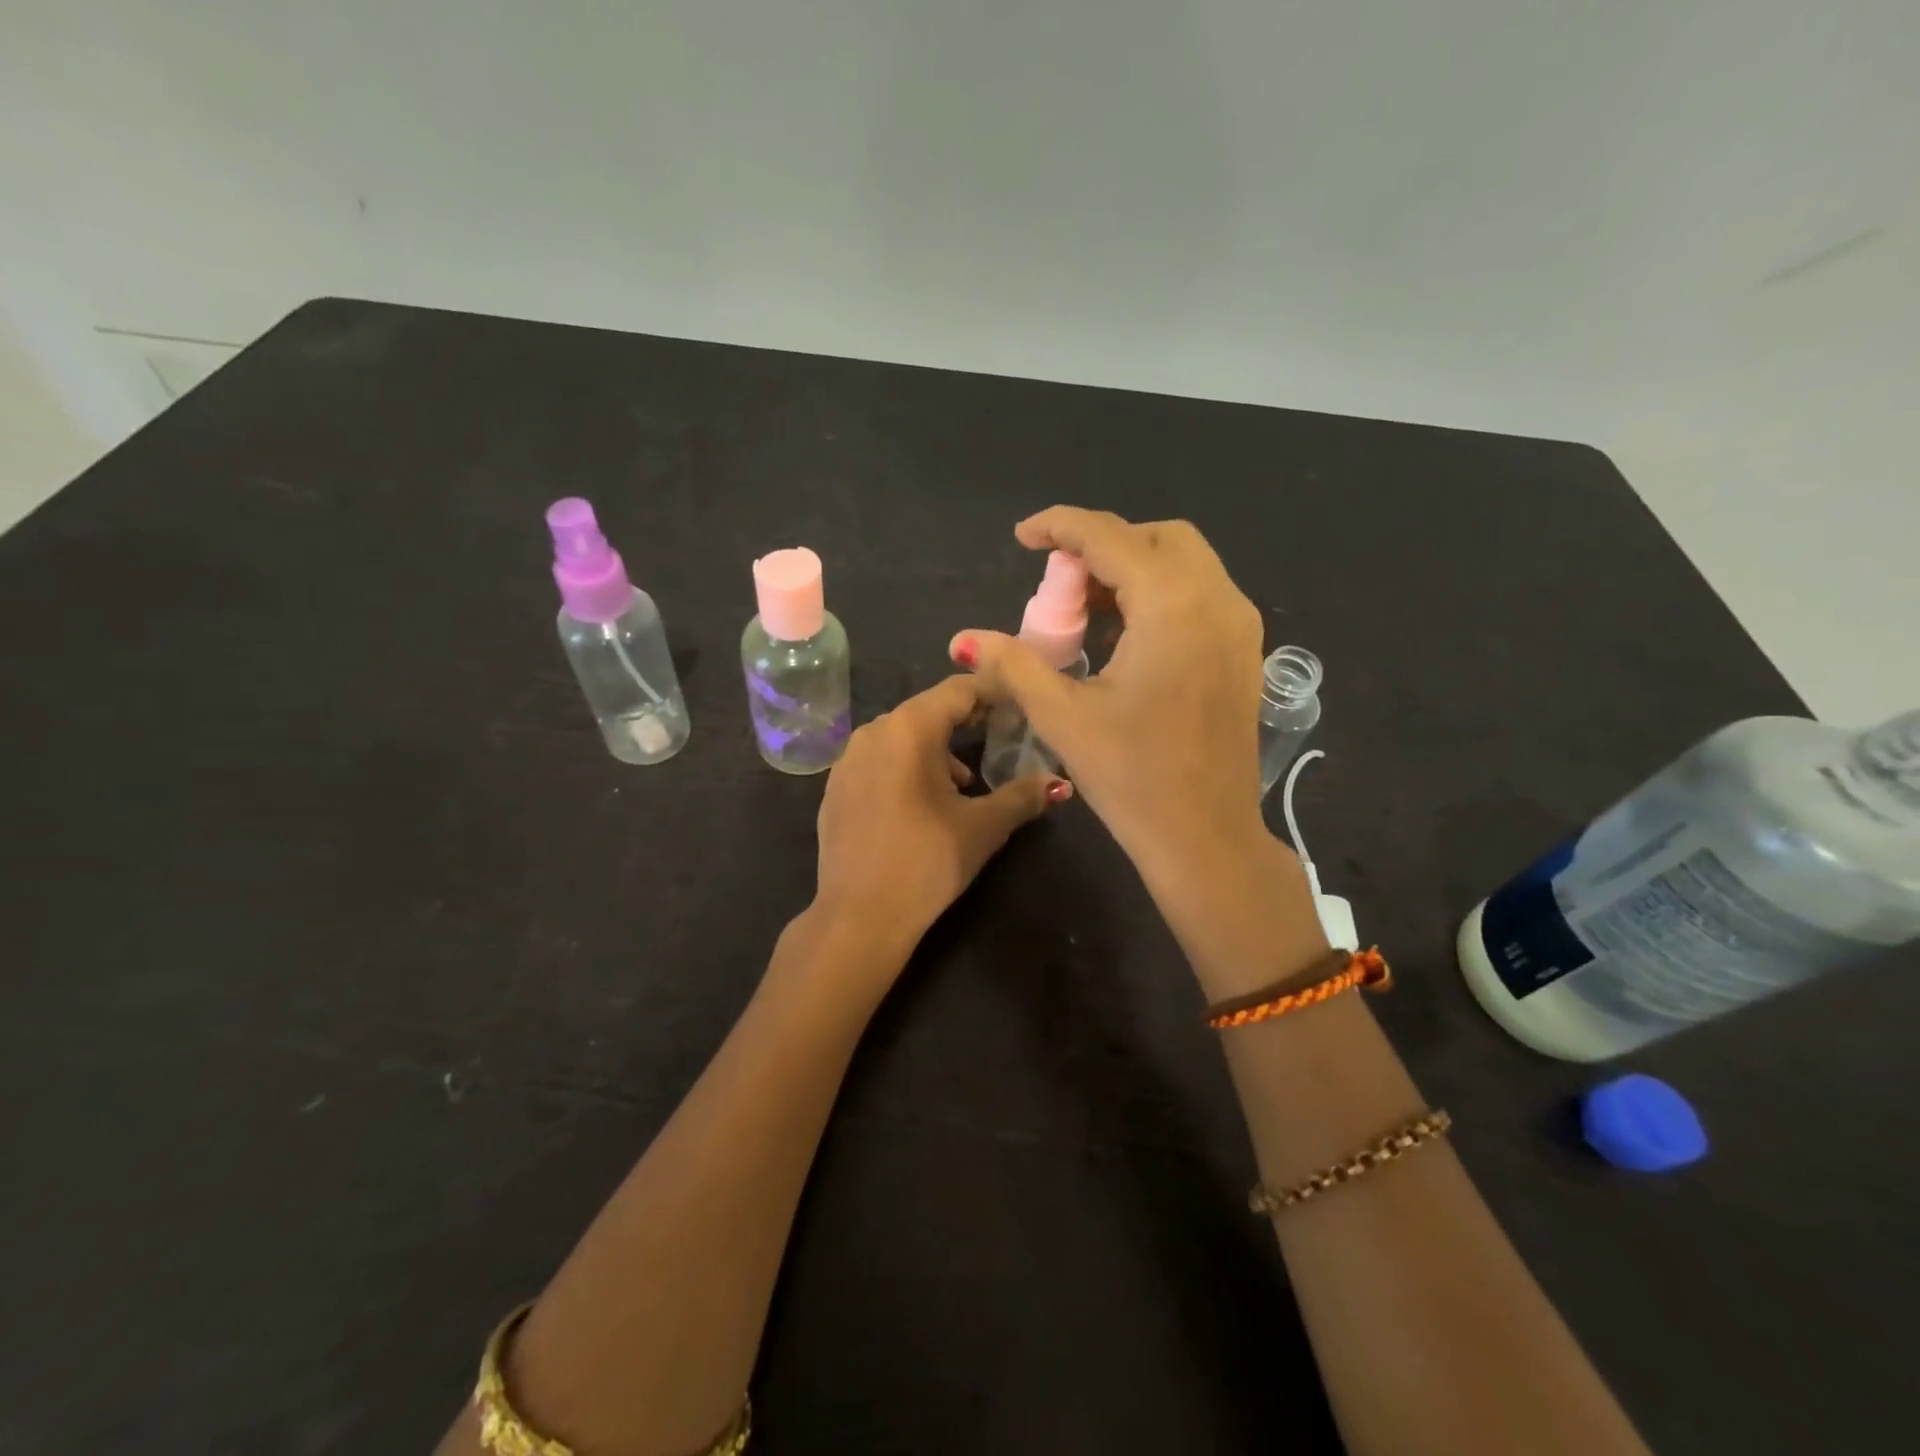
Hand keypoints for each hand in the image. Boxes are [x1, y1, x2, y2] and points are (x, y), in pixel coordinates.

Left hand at [811, 675, 1068, 959]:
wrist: (858, 917)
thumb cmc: (927, 862)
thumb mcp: (983, 827)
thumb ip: (1023, 796)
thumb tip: (1057, 783)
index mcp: (908, 729)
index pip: (958, 690)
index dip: (992, 693)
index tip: (1020, 703)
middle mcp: (872, 732)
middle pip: (927, 711)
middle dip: (966, 721)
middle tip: (1001, 736)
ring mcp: (847, 761)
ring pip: (901, 737)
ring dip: (936, 749)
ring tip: (964, 781)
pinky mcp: (836, 789)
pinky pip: (878, 761)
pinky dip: (906, 768)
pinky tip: (922, 803)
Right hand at [949, 507, 1268, 888]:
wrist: (1206, 837)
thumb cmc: (1133, 778)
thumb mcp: (1063, 716)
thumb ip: (1013, 665)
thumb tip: (965, 640)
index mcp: (1173, 605)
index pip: (1109, 537)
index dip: (1059, 526)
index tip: (1022, 537)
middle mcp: (1218, 599)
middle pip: (1156, 538)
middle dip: (1102, 547)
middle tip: (1059, 587)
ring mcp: (1240, 625)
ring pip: (1184, 564)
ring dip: (1132, 571)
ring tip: (1086, 613)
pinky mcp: (1244, 651)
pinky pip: (1200, 595)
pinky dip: (1159, 596)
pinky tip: (1124, 639)